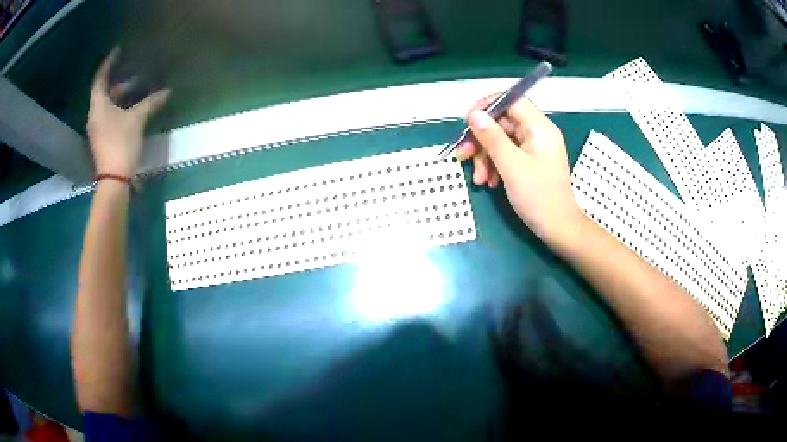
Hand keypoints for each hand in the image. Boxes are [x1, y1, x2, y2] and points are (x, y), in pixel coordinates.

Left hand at [87, 50, 169, 177]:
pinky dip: (120, 108)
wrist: (114, 180)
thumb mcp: (137, 120)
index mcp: (98, 106)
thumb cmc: (121, 144)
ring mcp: (97, 128)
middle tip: (138, 77)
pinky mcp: (102, 138)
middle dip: (121, 83)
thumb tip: (167, 92)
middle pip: (105, 91)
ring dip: (122, 97)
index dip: (108, 63)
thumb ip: (150, 103)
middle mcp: (95, 115)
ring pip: (108, 105)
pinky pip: (110, 115)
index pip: (100, 78)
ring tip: (138, 92)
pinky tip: (133, 109)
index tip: (118, 50)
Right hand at [456, 94, 583, 243]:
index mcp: (539, 127)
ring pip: (501, 140)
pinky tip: (488, 182)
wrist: (558, 229)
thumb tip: (475, 114)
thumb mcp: (511, 166)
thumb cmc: (539, 197)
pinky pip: (507, 155)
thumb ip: (492, 138)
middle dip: (481, 139)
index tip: (468, 121)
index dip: (487, 106)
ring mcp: (534, 148)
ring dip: (485, 157)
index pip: (511, 100)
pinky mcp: (530, 162)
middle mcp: (537, 133)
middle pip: (502, 122)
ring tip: (478, 178)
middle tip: (463, 155)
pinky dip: (494, 165)